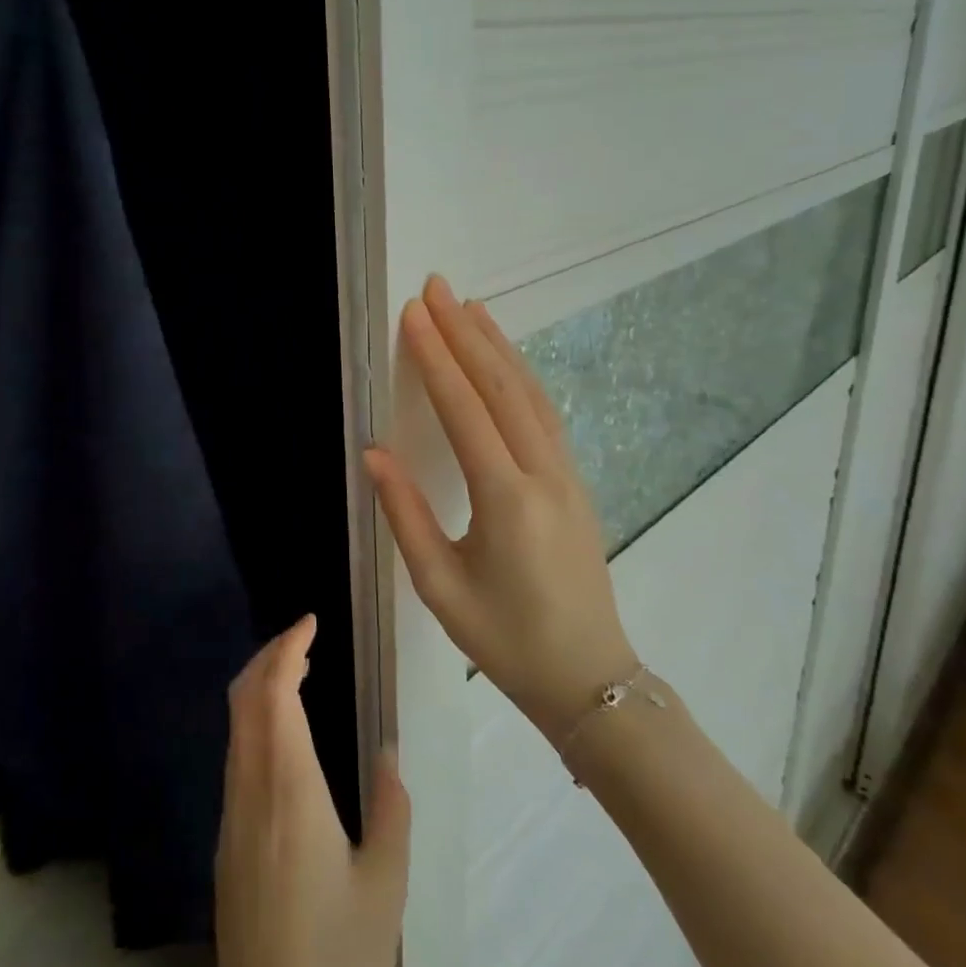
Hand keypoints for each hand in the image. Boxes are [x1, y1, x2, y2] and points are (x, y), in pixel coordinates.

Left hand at [215, 616, 410, 966]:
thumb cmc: (338, 961)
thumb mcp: (385, 887)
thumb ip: (391, 809)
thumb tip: (388, 752)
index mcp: (289, 792)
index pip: (274, 694)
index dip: (287, 648)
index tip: (309, 622)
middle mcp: (251, 792)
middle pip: (244, 699)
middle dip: (268, 656)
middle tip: (303, 638)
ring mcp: (231, 817)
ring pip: (235, 727)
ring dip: (259, 687)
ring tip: (296, 674)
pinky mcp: (226, 843)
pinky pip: (235, 757)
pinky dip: (254, 722)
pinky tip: (282, 736)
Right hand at [364, 275, 637, 738]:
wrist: (589, 678)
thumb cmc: (505, 639)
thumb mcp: (440, 586)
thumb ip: (406, 514)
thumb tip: (375, 452)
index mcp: (506, 500)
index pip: (465, 410)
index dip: (437, 358)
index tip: (415, 314)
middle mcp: (542, 474)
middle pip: (501, 387)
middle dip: (466, 333)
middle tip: (438, 288)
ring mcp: (566, 474)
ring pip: (530, 394)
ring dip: (498, 346)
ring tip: (470, 307)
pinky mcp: (575, 481)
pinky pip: (544, 413)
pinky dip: (520, 375)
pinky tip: (505, 359)